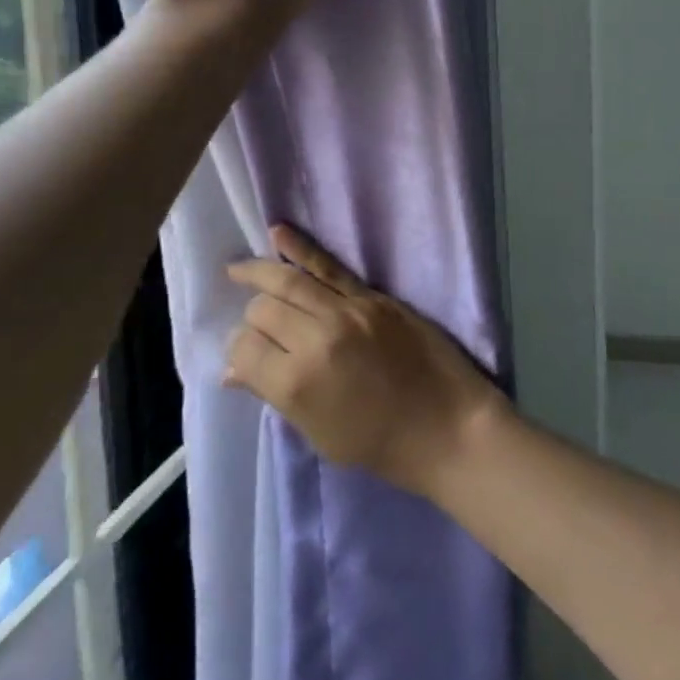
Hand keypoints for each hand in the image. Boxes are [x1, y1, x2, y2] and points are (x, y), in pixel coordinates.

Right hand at [225, 226, 507, 497]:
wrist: (447, 425)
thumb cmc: (380, 445)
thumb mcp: (318, 434)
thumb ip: (275, 394)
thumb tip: (232, 371)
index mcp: (296, 383)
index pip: (245, 349)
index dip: (238, 352)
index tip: (244, 357)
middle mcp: (316, 338)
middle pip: (264, 310)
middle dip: (252, 318)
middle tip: (254, 326)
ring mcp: (348, 311)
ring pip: (290, 281)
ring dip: (260, 272)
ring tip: (238, 269)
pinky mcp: (373, 297)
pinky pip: (330, 266)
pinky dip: (301, 248)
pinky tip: (277, 234)